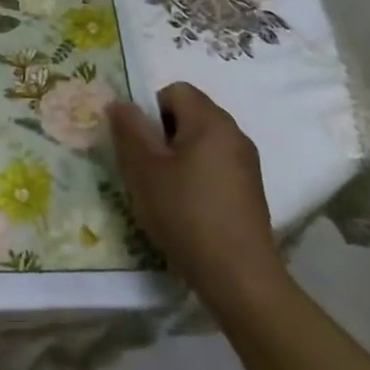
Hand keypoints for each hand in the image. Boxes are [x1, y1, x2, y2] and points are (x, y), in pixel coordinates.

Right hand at [107, 82, 289, 316]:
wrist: (240, 279)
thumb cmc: (186, 214)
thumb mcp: (144, 169)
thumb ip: (129, 130)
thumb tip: (119, 102)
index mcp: (211, 121)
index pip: (175, 91)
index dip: (150, 110)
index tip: (138, 144)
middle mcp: (234, 134)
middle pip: (189, 115)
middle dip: (161, 135)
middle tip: (144, 168)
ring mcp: (246, 165)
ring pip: (200, 144)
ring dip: (177, 158)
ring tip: (161, 192)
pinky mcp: (250, 193)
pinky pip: (214, 168)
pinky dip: (196, 178)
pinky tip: (185, 210)